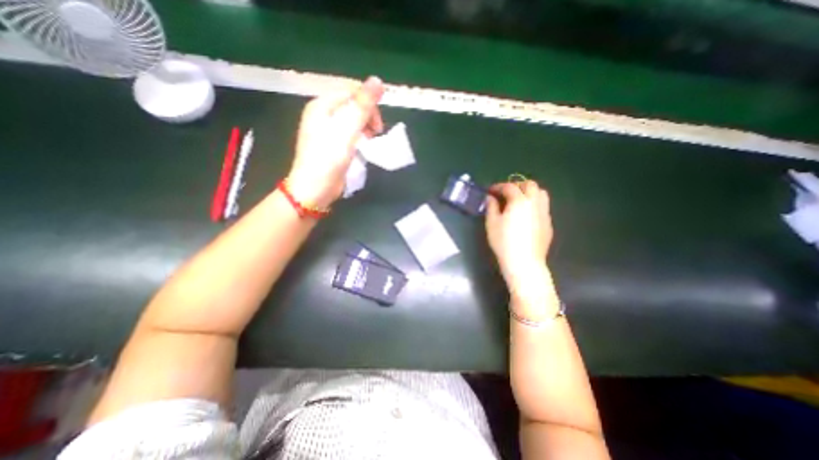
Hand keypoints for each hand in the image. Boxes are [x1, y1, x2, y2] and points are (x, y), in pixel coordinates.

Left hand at [286, 76, 386, 207]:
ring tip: (371, 139)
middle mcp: (323, 113)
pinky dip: (360, 135)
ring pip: (352, 118)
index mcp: (322, 105)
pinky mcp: (332, 143)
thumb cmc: (328, 159)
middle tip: (376, 132)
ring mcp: (326, 129)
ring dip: (365, 125)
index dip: (368, 102)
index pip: (350, 90)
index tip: (378, 123)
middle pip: (352, 103)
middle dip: (368, 114)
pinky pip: (350, 131)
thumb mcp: (346, 130)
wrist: (314, 189)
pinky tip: (364, 145)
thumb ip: (362, 106)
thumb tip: (378, 80)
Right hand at [485, 182, 555, 302]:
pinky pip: (543, 206)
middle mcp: (535, 203)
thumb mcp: (492, 224)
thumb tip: (491, 198)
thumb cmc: (504, 242)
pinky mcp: (548, 223)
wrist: (524, 262)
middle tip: (506, 193)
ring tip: (518, 201)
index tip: (490, 191)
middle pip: (530, 185)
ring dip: (529, 192)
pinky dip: (534, 204)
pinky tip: (526, 215)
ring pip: (541, 193)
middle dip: (517, 185)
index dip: (498, 186)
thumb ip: (491, 207)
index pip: (509, 187)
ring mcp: (544, 213)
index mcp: (519, 201)